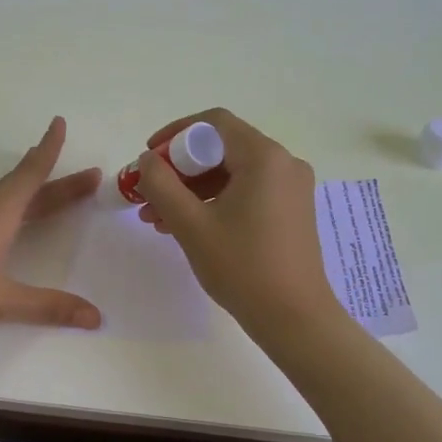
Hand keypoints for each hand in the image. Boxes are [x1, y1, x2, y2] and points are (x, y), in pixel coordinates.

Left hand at [0, 116, 103, 343]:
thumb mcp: (2, 301)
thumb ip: (50, 306)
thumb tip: (96, 317)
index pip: (32, 175)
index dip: (49, 150)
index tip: (59, 123)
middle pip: (24, 188)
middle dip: (57, 183)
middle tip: (87, 178)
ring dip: (17, 182)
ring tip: (28, 163)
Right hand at [135, 109, 339, 334]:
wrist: (294, 318)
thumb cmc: (242, 266)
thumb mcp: (191, 224)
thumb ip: (161, 184)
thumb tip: (148, 161)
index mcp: (264, 157)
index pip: (213, 123)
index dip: (174, 134)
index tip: (148, 157)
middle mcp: (283, 163)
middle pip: (221, 148)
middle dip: (179, 169)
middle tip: (148, 193)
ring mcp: (290, 188)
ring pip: (231, 172)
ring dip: (192, 189)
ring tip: (156, 217)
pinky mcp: (290, 210)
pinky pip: (246, 191)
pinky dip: (214, 201)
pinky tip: (186, 226)